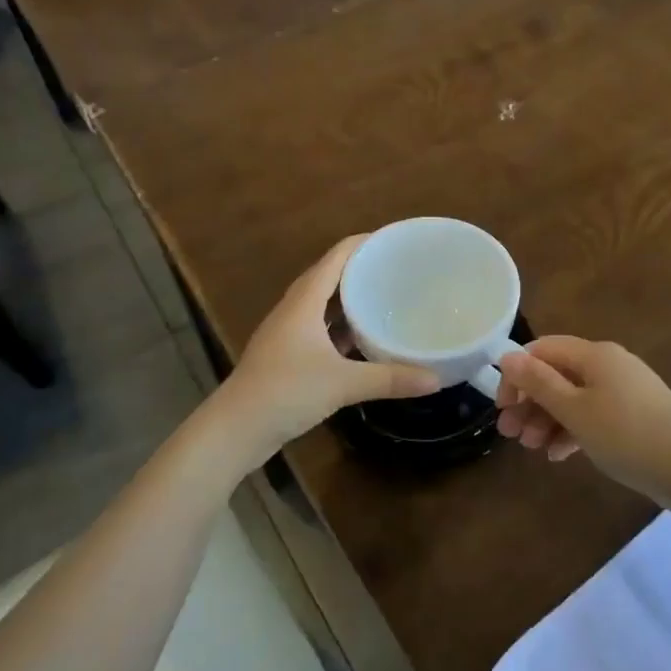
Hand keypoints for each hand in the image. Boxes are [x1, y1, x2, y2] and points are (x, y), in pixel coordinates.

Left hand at [207, 236, 439, 470]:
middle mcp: (294, 309)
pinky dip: (340, 326)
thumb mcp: (343, 384)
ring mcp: (287, 333)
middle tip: (397, 269)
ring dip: (349, 298)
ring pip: (322, 304)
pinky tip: (362, 338)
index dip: (363, 243)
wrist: (235, 429)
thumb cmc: (286, 392)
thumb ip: (390, 379)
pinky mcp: (286, 355)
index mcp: (304, 301)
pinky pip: (318, 327)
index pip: (336, 256)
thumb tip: (435, 379)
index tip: (394, 241)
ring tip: (384, 297)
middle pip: (329, 276)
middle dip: (361, 269)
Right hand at [496, 337, 670, 509]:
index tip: (503, 407)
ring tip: (532, 448)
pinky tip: (558, 455)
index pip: (542, 351)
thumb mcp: (575, 410)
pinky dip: (572, 430)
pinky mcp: (633, 416)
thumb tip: (507, 355)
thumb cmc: (627, 435)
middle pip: (557, 375)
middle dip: (530, 402)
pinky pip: (593, 415)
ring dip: (547, 419)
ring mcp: (623, 391)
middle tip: (509, 434)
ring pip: (573, 398)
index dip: (517, 375)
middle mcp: (608, 365)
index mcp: (594, 354)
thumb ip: (539, 383)